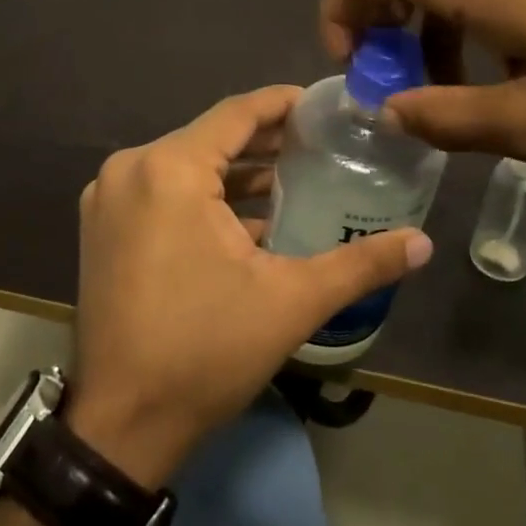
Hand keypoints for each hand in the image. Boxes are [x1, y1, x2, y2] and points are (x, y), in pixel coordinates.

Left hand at [65, 86, 431, 485]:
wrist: (123, 422)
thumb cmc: (206, 351)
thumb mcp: (291, 302)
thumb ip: (360, 264)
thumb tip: (424, 243)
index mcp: (169, 169)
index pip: (235, 114)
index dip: (281, 104)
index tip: (322, 105)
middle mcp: (130, 170)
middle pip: (208, 138)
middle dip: (263, 140)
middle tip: (318, 144)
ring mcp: (108, 199)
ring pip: (184, 166)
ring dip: (233, 172)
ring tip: (290, 177)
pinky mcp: (101, 228)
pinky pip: (160, 192)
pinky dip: (201, 197)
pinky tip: (245, 219)